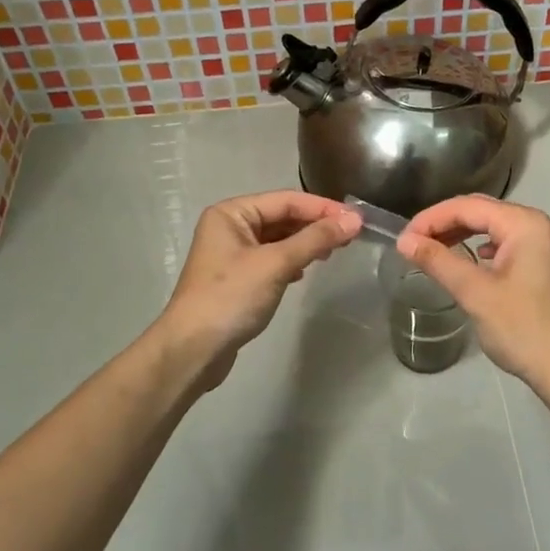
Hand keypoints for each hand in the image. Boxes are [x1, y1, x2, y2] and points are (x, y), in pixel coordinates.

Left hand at [156, 190, 360, 387]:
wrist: (192, 350)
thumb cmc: (231, 298)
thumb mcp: (276, 264)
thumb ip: (315, 239)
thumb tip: (354, 220)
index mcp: (232, 213)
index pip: (286, 200)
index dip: (323, 208)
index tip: (357, 219)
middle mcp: (229, 226)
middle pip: (282, 217)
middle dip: (315, 225)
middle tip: (351, 237)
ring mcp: (232, 254)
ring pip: (278, 240)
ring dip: (305, 244)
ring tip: (333, 252)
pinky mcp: (237, 279)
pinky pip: (272, 260)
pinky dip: (291, 262)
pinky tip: (305, 272)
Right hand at [398, 195, 549, 387]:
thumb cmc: (522, 328)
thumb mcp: (475, 293)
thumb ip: (439, 261)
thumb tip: (404, 242)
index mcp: (525, 224)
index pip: (468, 207)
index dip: (431, 219)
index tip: (404, 239)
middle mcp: (538, 226)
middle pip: (482, 212)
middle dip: (445, 224)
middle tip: (414, 244)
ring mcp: (545, 246)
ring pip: (494, 228)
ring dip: (462, 235)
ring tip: (434, 251)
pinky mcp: (545, 267)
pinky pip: (507, 246)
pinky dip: (482, 248)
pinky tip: (471, 262)